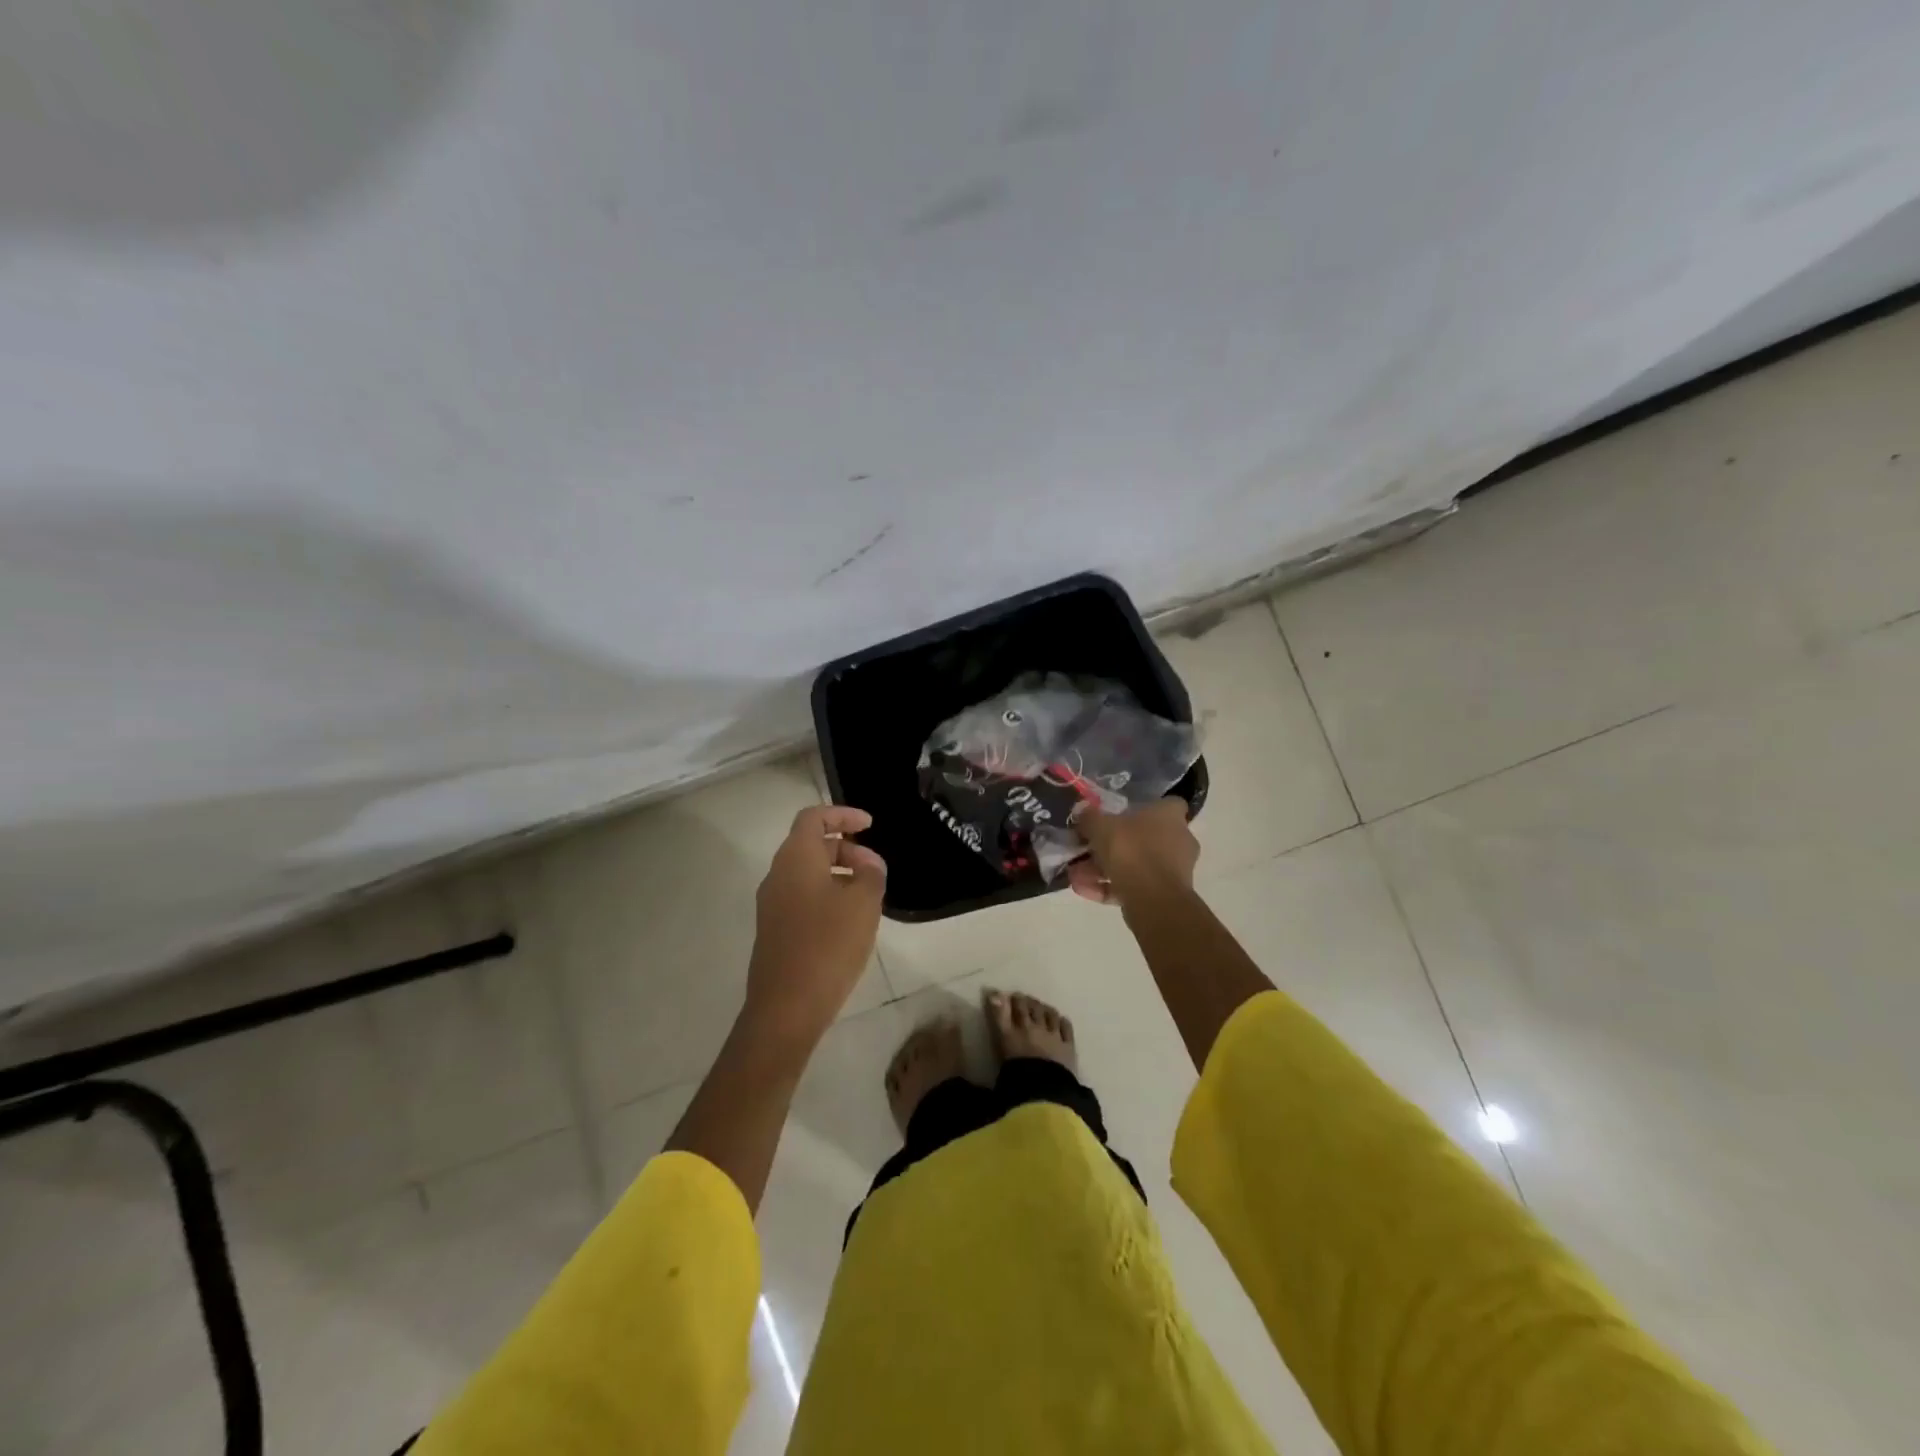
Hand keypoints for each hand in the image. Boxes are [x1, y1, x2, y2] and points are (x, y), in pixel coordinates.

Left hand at [744, 805, 887, 1041]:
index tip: (869, 825)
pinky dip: (826, 895)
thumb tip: (868, 862)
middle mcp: (778, 875)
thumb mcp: (863, 903)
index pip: (814, 817)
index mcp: (796, 858)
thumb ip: (871, 873)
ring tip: (867, 895)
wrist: (786, 1007)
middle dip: (845, 847)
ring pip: (806, 873)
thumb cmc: (828, 945)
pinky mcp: (774, 930)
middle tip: (874, 868)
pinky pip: (801, 897)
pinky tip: (849, 921)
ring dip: (837, 873)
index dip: (843, 814)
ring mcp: (772, 904)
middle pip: (810, 844)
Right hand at [1068, 797, 1198, 906]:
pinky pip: (1134, 885)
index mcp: (1170, 816)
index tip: (1121, 814)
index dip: (1145, 807)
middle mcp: (1178, 840)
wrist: (1153, 900)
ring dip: (1105, 869)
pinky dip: (1110, 887)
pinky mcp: (1165, 895)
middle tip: (1087, 849)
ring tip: (1076, 875)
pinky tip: (1084, 890)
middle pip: (1143, 837)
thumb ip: (1090, 818)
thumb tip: (1082, 811)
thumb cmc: (1132, 850)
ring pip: (1135, 864)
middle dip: (1113, 845)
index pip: (1167, 804)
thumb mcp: (1101, 826)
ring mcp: (1174, 870)